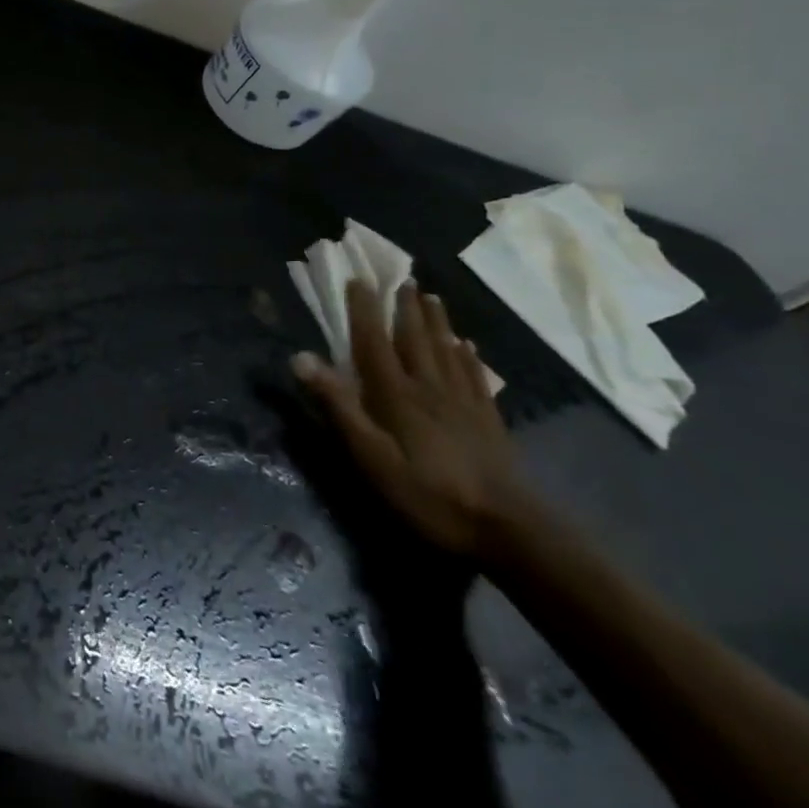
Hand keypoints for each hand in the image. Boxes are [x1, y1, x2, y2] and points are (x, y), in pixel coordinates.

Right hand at [292, 282, 528, 559]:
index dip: (363, 310)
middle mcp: (429, 387)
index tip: (358, 280)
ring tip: (431, 297)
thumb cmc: (428, 493)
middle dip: (405, 307)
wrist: (508, 530)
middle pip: (415, 338)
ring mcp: (463, 403)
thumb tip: (300, 357)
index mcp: (396, 393)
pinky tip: (467, 346)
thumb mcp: (370, 456)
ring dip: (436, 321)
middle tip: (402, 277)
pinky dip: (467, 356)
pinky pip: (475, 377)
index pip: (373, 342)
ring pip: (446, 350)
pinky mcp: (488, 421)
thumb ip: (338, 405)